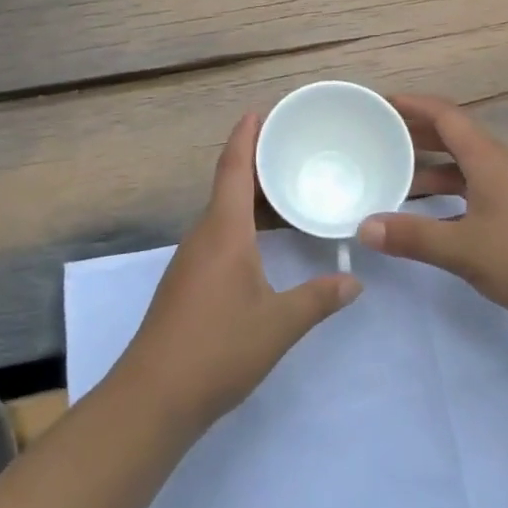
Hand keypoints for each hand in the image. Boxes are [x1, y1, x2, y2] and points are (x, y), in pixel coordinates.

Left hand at [120, 112, 361, 432]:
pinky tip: (264, 239)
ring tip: (286, 188)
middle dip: (256, 162)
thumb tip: (354, 282)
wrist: (152, 397)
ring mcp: (191, 259)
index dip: (246, 136)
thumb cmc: (217, 349)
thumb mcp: (278, 324)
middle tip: (292, 148)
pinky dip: (243, 222)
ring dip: (250, 195)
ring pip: (224, 212)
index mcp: (223, 231)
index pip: (234, 168)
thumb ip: (318, 299)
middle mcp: (203, 235)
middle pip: (229, 185)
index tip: (260, 111)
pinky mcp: (188, 281)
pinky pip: (219, 234)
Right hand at [359, 95, 507, 336]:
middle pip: (453, 136)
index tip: (380, 104)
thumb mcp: (463, 249)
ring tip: (394, 179)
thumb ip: (412, 236)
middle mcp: (500, 165)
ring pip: (463, 167)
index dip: (413, 105)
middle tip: (378, 138)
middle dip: (416, 134)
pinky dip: (447, 196)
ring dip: (430, 169)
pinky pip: (473, 190)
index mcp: (488, 158)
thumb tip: (364, 228)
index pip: (445, 115)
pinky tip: (428, 218)